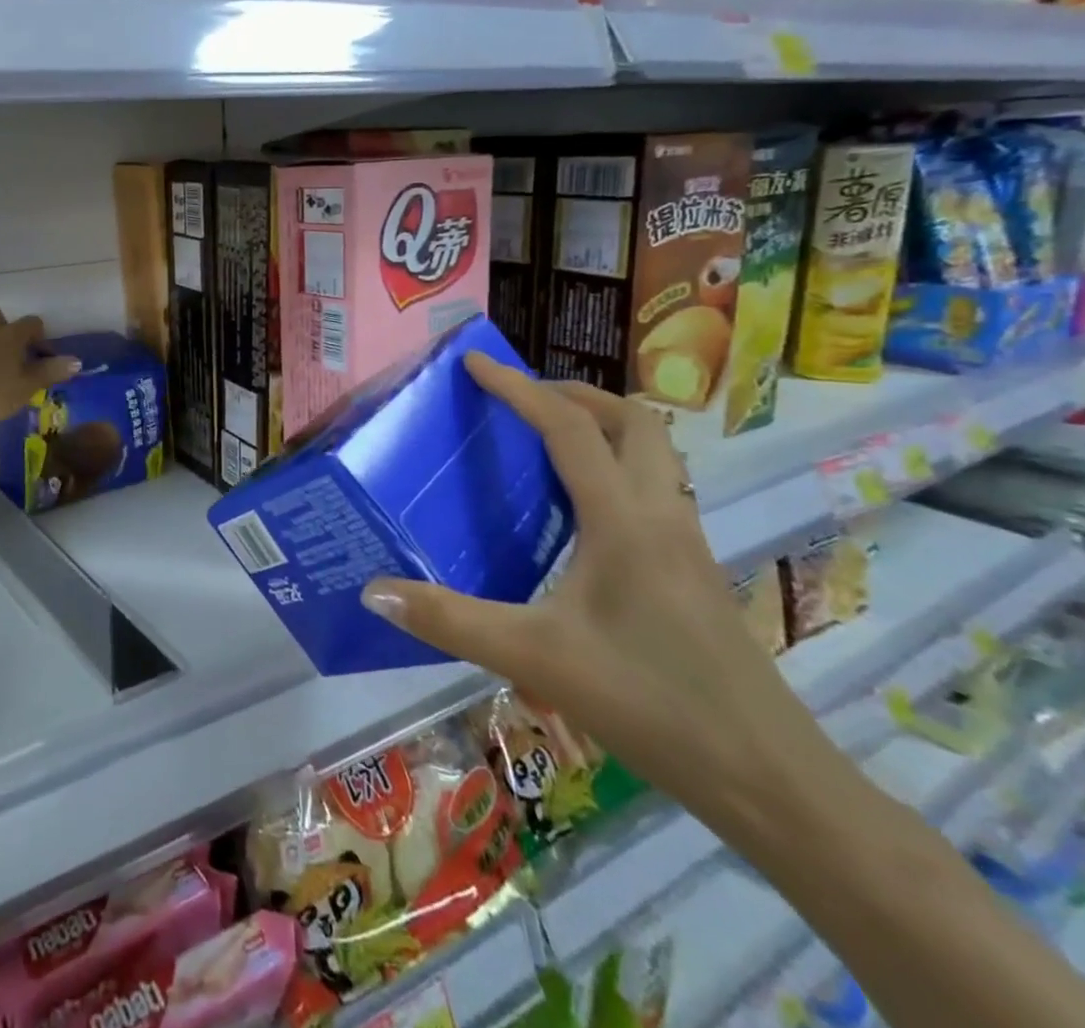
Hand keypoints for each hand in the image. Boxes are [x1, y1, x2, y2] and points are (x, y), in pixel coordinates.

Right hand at [359, 354, 828, 826]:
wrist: (770, 779)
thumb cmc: (651, 703)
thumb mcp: (534, 658)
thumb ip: (450, 621)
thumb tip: (373, 591)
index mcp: (623, 521)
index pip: (568, 429)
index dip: (518, 388)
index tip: (474, 364)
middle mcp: (662, 517)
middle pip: (634, 422)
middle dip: (576, 395)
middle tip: (523, 400)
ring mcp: (688, 545)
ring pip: (656, 455)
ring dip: (605, 429)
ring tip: (548, 443)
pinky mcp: (696, 574)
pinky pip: (658, 491)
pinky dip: (618, 470)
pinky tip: (583, 514)